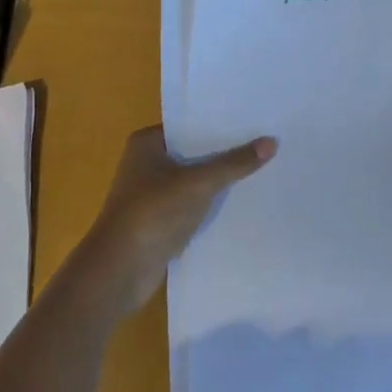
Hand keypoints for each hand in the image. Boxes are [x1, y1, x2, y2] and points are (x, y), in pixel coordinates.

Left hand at [82, 126, 275, 314]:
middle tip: (266, 142)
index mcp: (147, 143)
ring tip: (262, 169)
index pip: (191, 125)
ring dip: (220, 179)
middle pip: (194, 152)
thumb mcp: (198, 183)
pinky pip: (193, 204)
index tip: (254, 120)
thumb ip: (234, 163)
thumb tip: (272, 142)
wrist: (119, 271)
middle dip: (225, 152)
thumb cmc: (153, 213)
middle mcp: (147, 163)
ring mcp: (152, 194)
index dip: (221, 124)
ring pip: (195, 180)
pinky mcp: (160, 221)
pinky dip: (212, 203)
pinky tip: (242, 201)